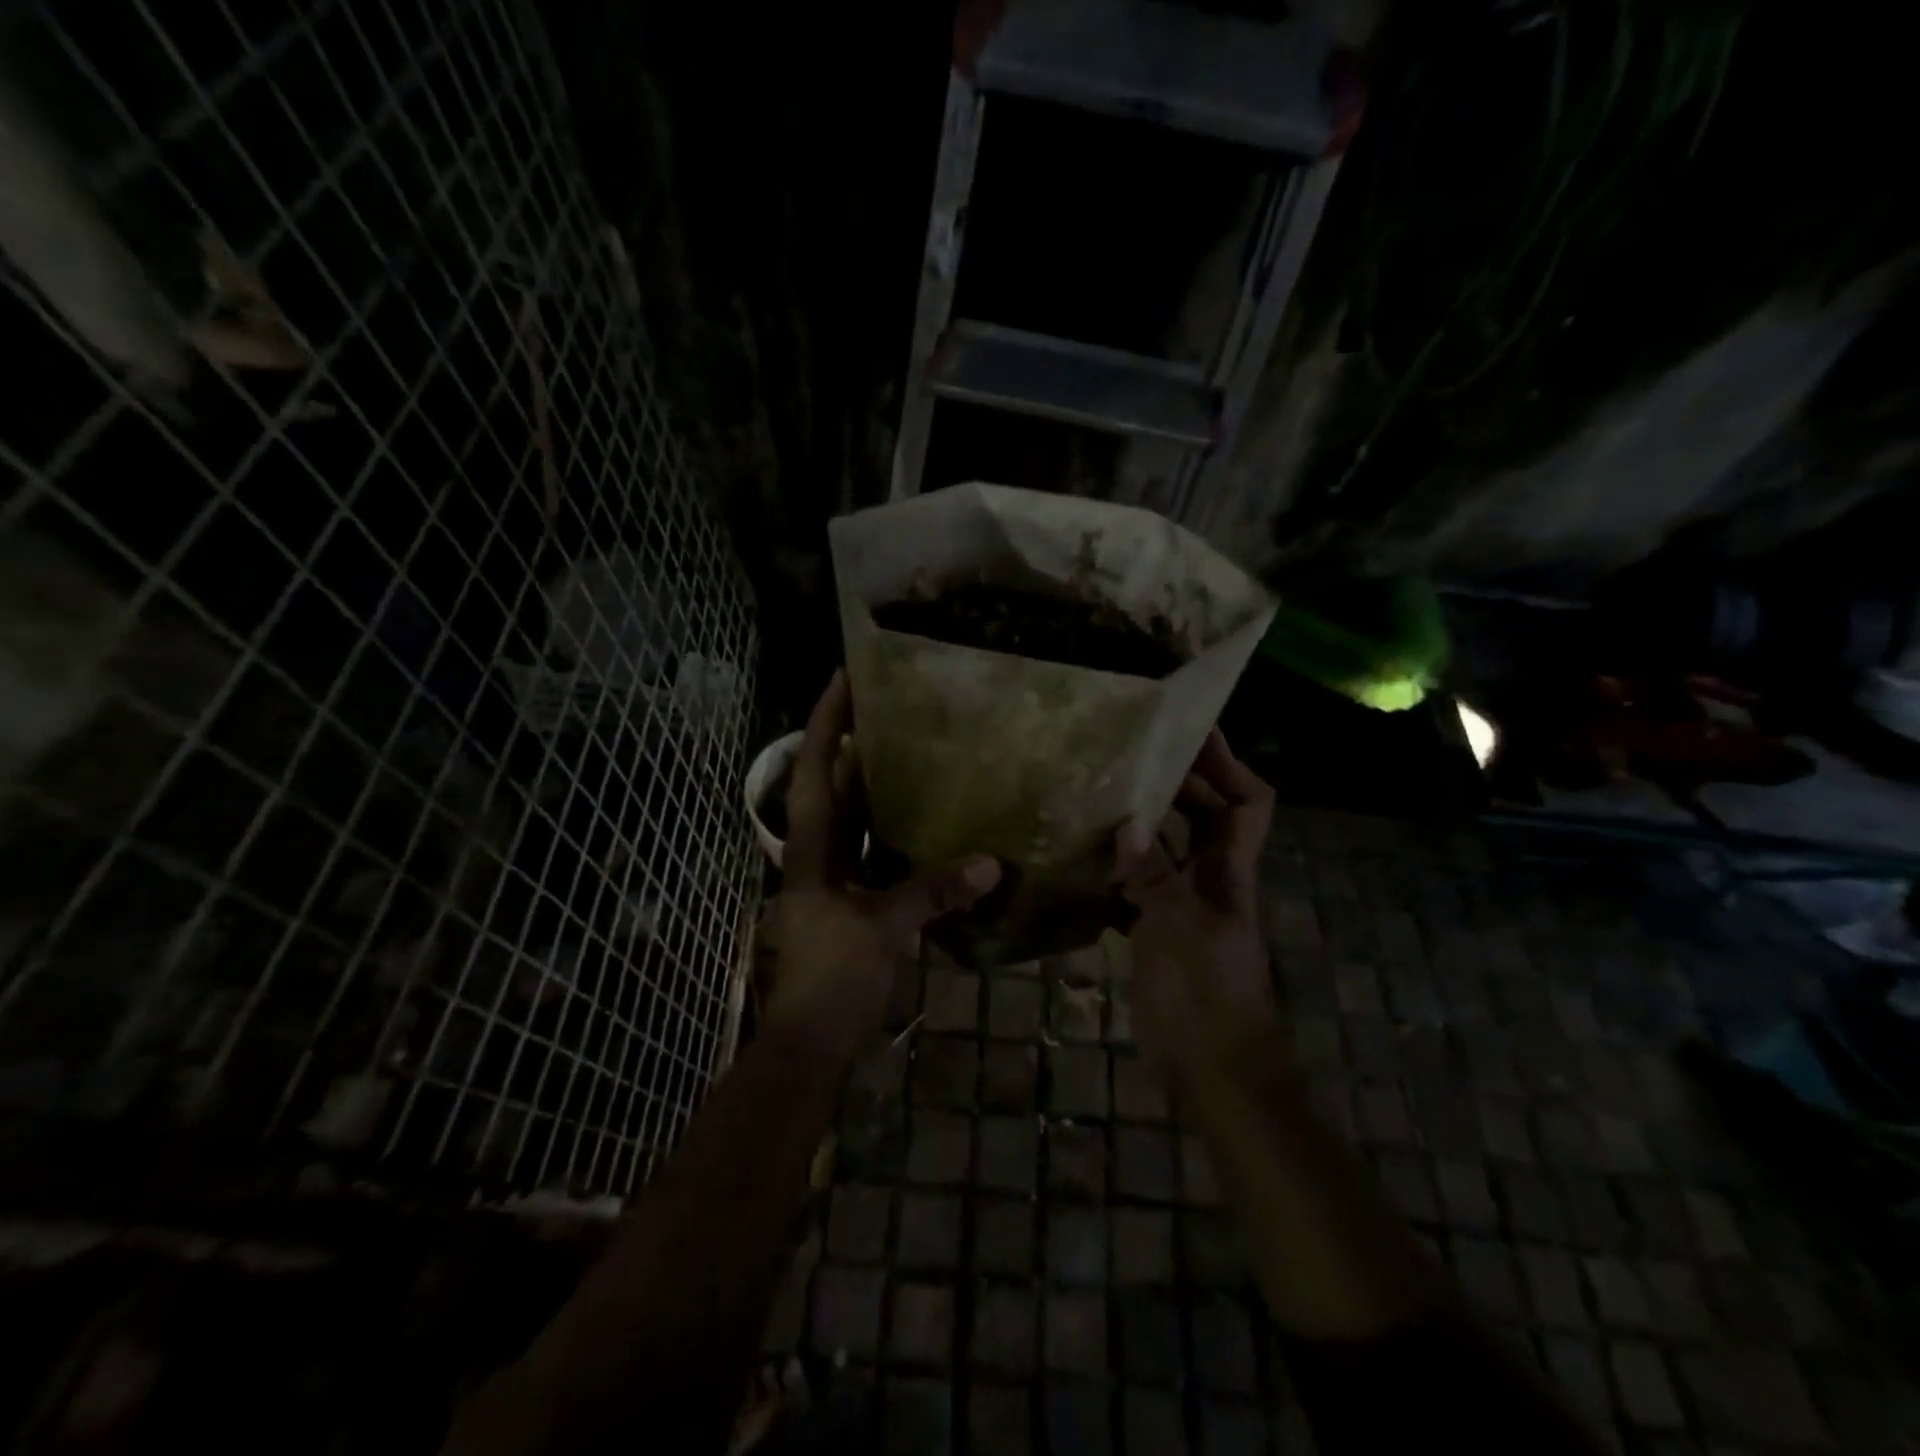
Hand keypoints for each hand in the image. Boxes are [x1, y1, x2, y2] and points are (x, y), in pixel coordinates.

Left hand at [771, 672, 1001, 1057]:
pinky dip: (891, 830)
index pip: (813, 769)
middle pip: (832, 784)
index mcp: (810, 849)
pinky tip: (923, 818)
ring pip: (852, 818)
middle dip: (853, 743)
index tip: (844, 676)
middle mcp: (815, 853)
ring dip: (874, 784)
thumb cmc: (833, 977)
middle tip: (893, 706)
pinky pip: (870, 851)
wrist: (810, 1041)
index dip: (824, 720)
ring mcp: (829, 878)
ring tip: (912, 748)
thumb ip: (934, 893)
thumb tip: (991, 863)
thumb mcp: (884, 930)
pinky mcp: (848, 901)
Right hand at [1115, 729, 1277, 1078]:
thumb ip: (1153, 877)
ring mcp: (1185, 905)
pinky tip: (1084, 862)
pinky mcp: (1159, 931)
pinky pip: (1139, 886)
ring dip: (1143, 823)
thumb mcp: (1178, 930)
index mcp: (1229, 871)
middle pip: (1205, 816)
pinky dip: (1118, 870)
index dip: (1228, 763)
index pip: (1248, 801)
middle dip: (1177, 782)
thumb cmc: (1206, 996)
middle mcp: (1212, 879)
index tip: (1192, 731)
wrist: (1214, 1069)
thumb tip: (1127, 823)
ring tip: (1099, 796)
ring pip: (1169, 849)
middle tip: (1128, 756)